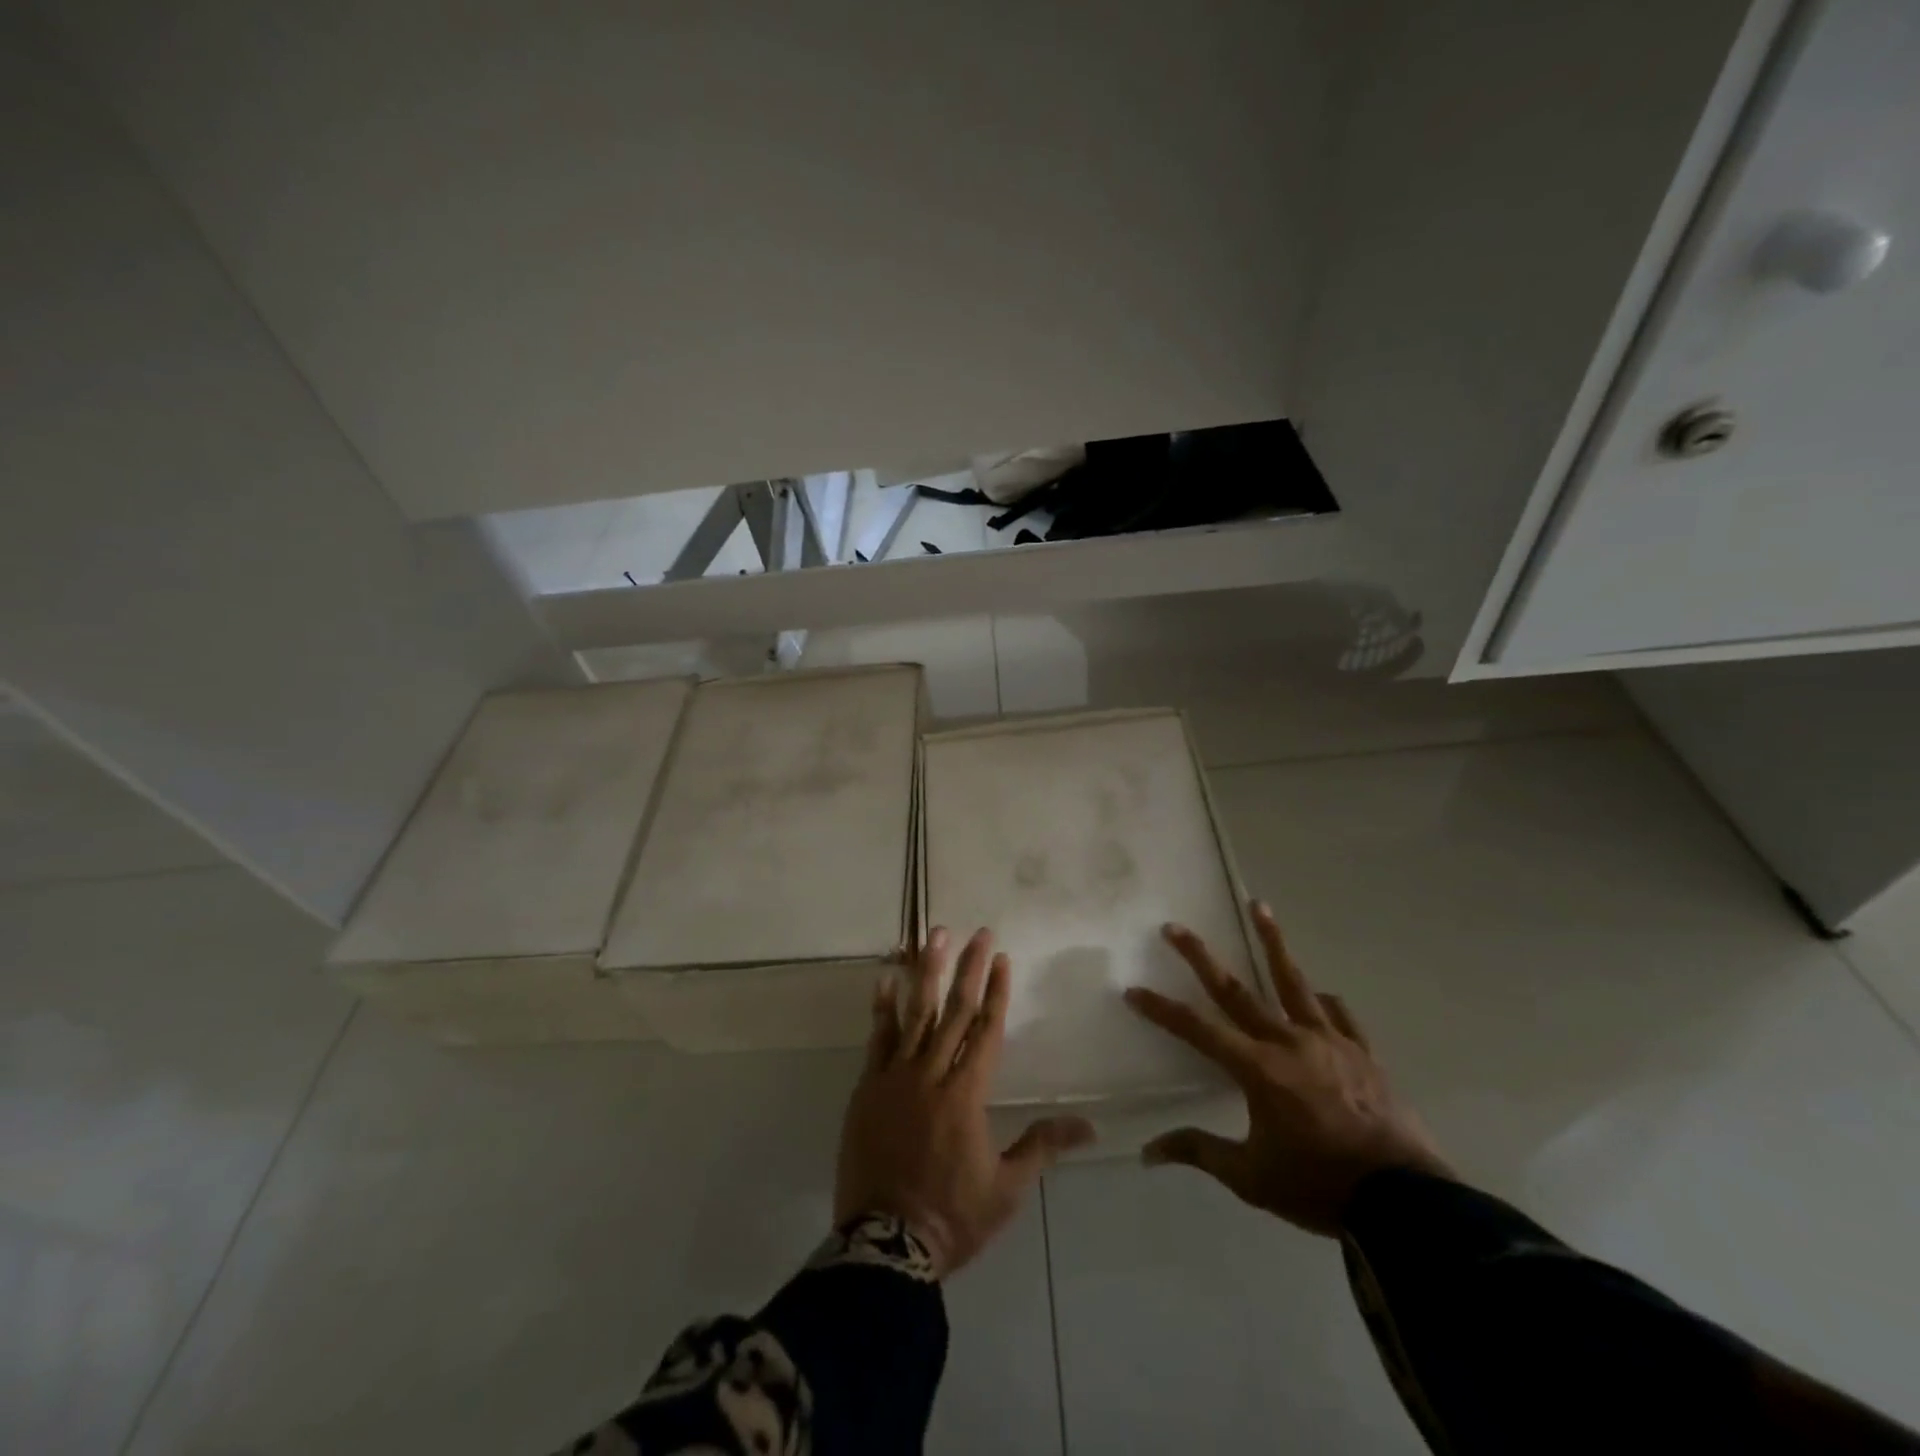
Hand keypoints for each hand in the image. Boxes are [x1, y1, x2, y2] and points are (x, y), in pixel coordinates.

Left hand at [835, 927, 1096, 1276]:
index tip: (1001, 957)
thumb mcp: (1007, 1188)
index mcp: (968, 1094)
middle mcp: (933, 1074)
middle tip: (977, 932)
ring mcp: (896, 1077)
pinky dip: (883, 1007)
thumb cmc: (953, 1216)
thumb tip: (1090, 1127)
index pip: (986, 1030)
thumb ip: (1043, 1146)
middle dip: (968, 968)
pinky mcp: (868, 1088)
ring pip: (916, 1014)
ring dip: (927, 972)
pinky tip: (886, 978)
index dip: (996, 992)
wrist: (885, 1243)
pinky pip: (877, 1039)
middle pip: (954, 1011)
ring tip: (934, 936)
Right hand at [1124, 901, 1452, 1235]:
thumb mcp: (1252, 1178)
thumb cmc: (1319, 1187)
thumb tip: (1148, 1152)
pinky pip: (1339, 1016)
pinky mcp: (1362, 1052)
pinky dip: (1324, 1003)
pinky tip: (1320, 995)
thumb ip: (1199, 1151)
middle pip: (1235, 990)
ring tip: (1259, 906)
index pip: (1197, 1030)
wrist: (1404, 1203)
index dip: (1162, 1010)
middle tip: (1174, 928)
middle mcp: (1288, 1042)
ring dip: (1272, 941)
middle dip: (1199, 957)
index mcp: (1257, 1069)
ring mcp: (1329, 1041)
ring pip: (1293, 982)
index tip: (1133, 990)